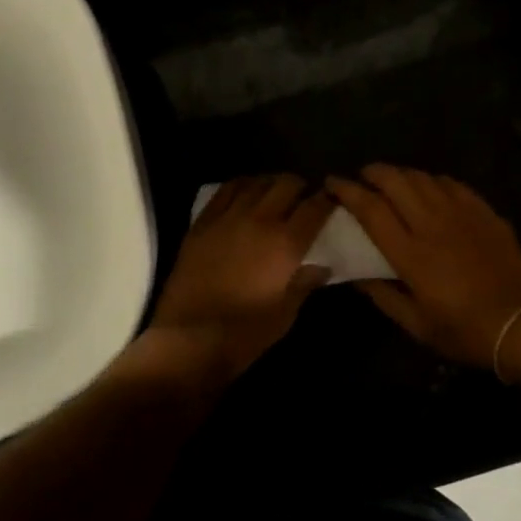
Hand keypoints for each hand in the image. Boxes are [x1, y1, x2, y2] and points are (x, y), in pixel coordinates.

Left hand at [146, 175, 333, 382]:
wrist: (188, 338)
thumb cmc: (244, 333)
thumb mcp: (285, 315)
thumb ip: (304, 284)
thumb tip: (321, 266)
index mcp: (286, 244)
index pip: (315, 208)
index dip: (327, 200)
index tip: (331, 200)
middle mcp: (260, 220)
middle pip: (286, 185)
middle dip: (300, 187)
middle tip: (303, 198)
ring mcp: (228, 217)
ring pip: (257, 183)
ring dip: (271, 183)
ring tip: (275, 192)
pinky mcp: (203, 222)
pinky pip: (226, 190)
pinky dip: (241, 185)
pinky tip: (245, 191)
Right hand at [328, 165, 520, 371]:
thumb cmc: (467, 332)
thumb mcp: (418, 326)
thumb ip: (383, 296)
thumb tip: (356, 275)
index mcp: (411, 253)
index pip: (370, 209)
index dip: (347, 191)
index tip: (332, 182)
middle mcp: (432, 223)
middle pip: (395, 181)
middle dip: (372, 172)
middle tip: (362, 178)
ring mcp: (460, 213)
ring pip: (422, 177)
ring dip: (401, 173)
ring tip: (392, 181)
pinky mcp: (483, 211)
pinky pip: (451, 183)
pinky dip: (432, 180)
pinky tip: (430, 187)